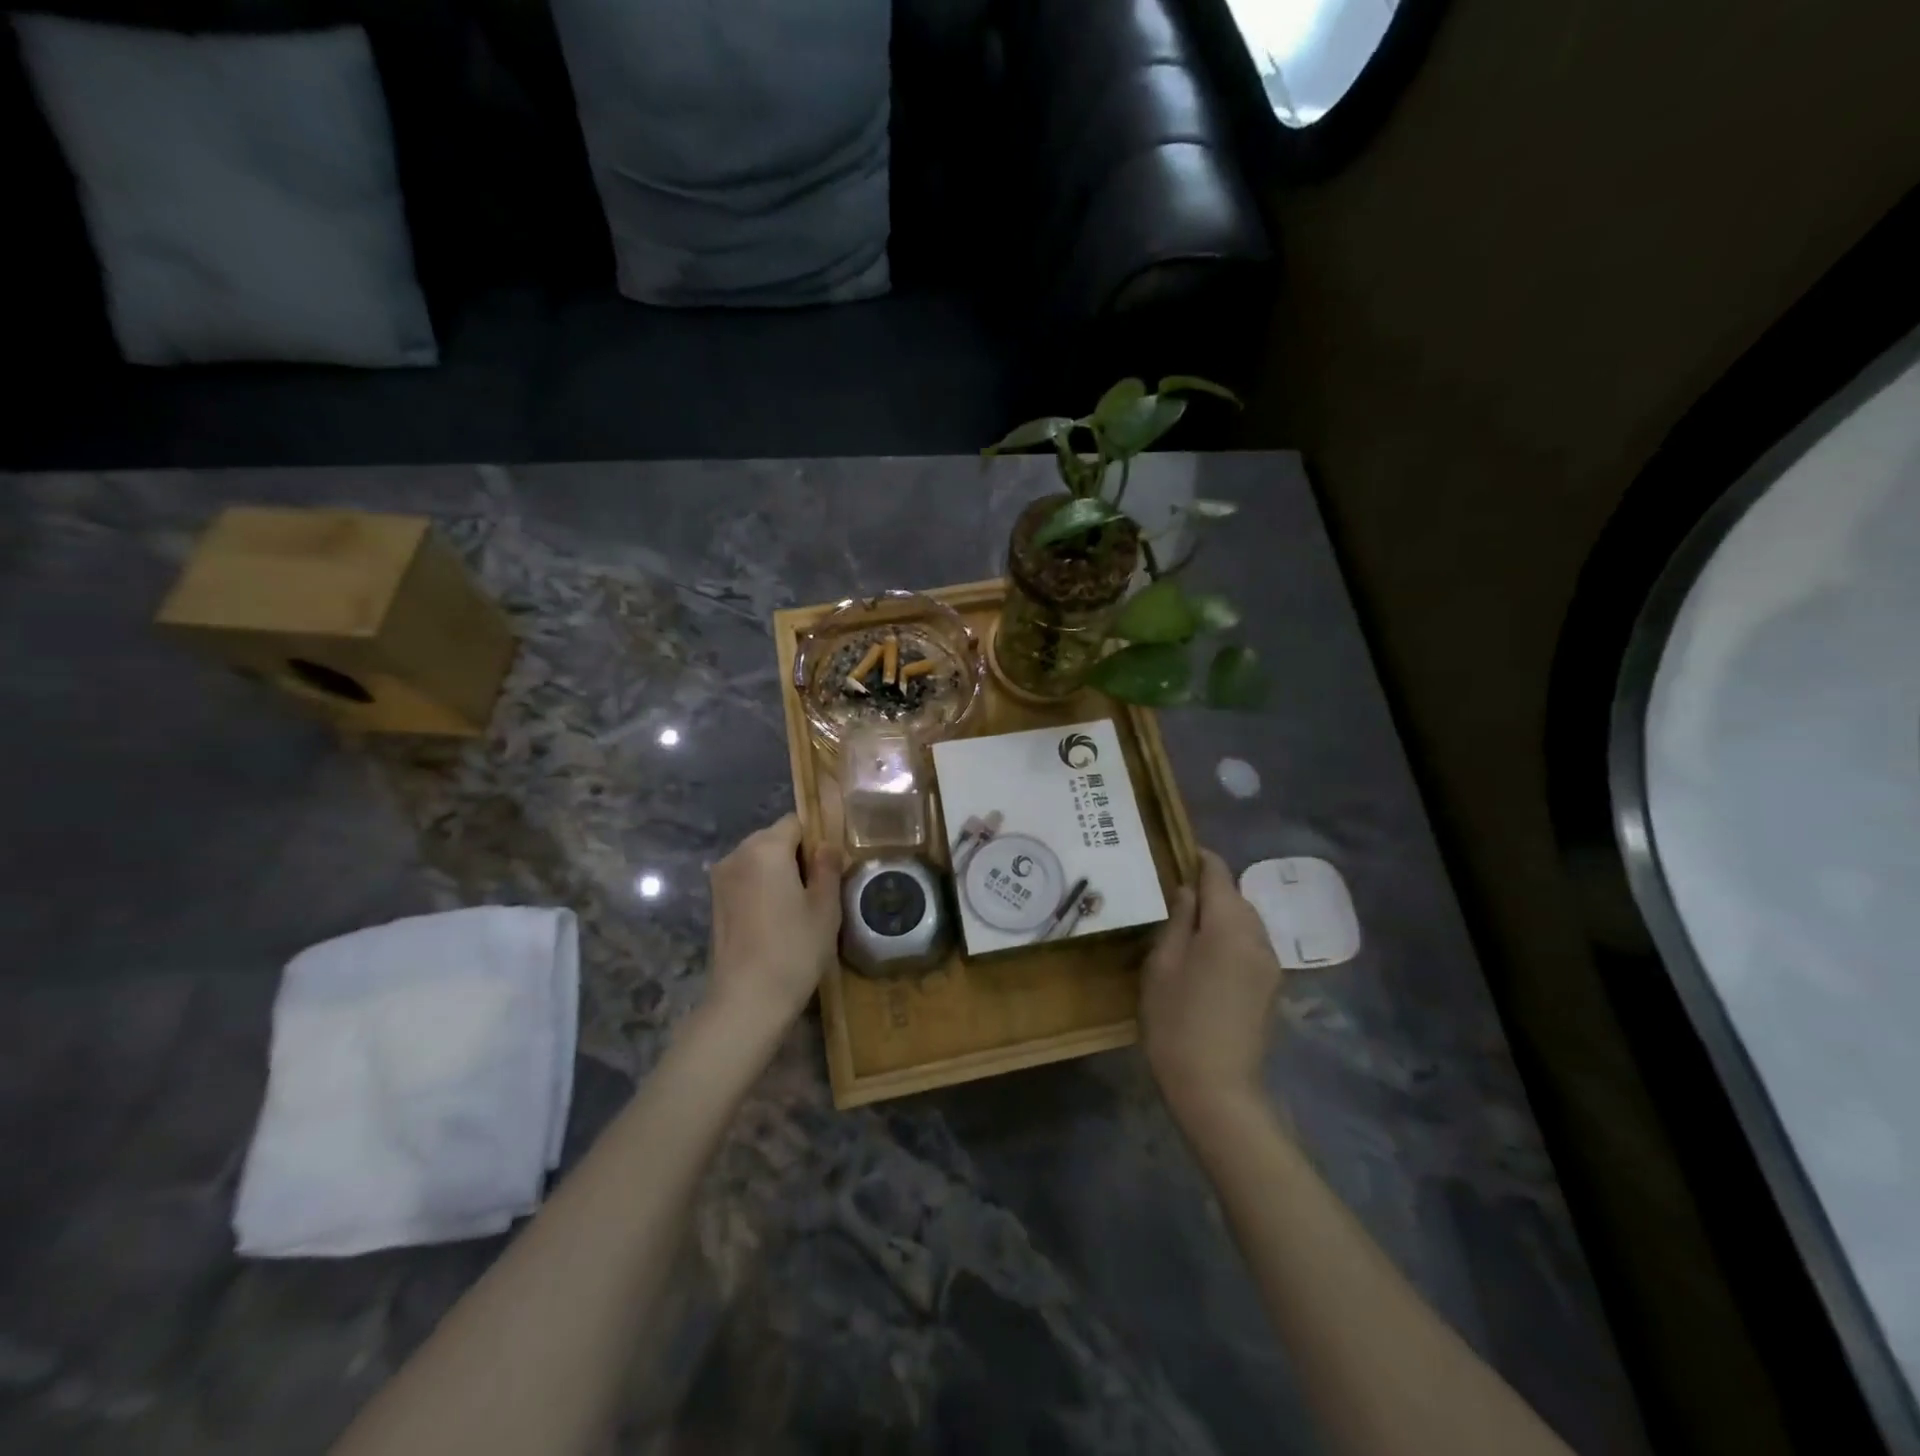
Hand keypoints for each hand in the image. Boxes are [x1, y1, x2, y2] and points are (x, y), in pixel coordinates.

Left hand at [706, 815, 843, 1028]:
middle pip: (774, 838)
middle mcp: (737, 854)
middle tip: (821, 887)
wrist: (746, 1000)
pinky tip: (778, 918)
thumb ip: (827, 868)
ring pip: (758, 860)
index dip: (817, 838)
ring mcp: (721, 879)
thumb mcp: (825, 908)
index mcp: (766, 848)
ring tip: (800, 906)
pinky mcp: (714, 902)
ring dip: (779, 872)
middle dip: (797, 855)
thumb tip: (827, 845)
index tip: (832, 865)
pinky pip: (745, 880)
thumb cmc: (794, 949)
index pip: (796, 822)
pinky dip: (762, 888)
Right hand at [1141, 849, 1283, 1119]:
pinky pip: (1251, 946)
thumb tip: (1187, 891)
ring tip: (1189, 924)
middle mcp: (1258, 938)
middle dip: (1210, 889)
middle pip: (1236, 897)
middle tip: (1174, 893)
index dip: (1201, 858)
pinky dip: (1231, 938)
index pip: (1219, 875)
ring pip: (1246, 922)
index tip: (1181, 851)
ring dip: (1222, 915)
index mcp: (1229, 926)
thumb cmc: (1176, 1021)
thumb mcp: (1162, 964)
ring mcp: (1270, 965)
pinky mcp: (1271, 989)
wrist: (1217, 1089)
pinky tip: (1208, 955)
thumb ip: (1178, 920)